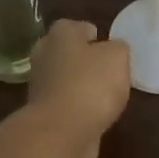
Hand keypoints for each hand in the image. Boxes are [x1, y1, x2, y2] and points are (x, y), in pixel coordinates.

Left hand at [26, 19, 131, 157]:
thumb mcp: (117, 56)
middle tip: (109, 71)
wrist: (62, 131)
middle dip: (85, 60)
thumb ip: (118, 48)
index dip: (94, 35)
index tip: (109, 48)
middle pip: (68, 52)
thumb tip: (113, 50)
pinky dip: (78, 107)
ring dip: (81, 85)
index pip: (77, 27)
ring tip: (105, 95)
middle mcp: (44, 55)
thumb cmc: (91, 83)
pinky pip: (65, 103)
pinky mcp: (43, 112)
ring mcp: (40, 85)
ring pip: (65, 79)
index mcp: (60, 34)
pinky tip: (95, 114)